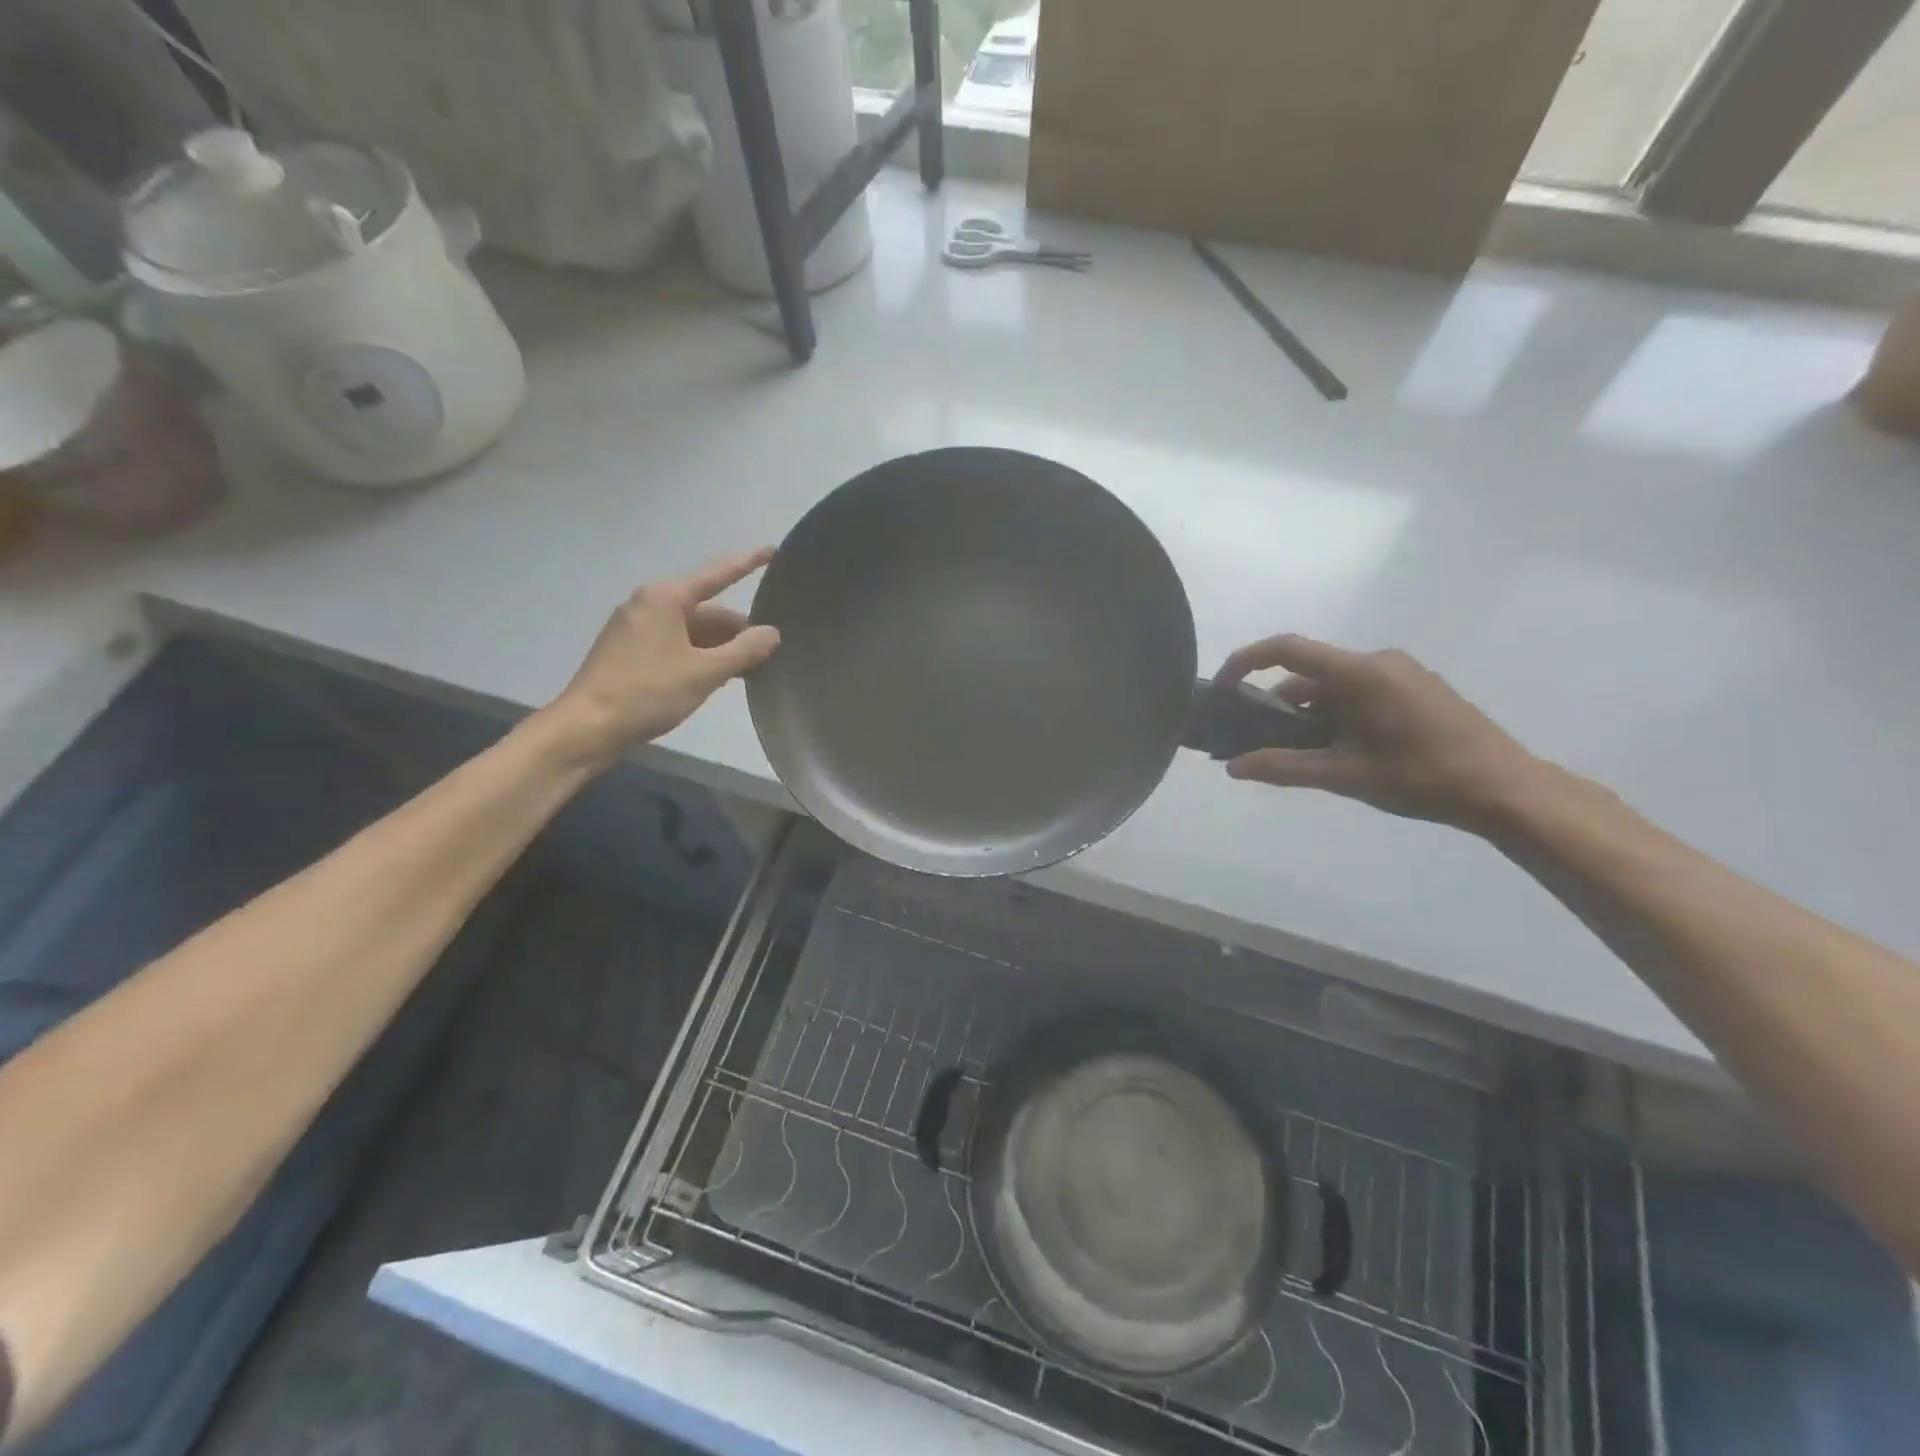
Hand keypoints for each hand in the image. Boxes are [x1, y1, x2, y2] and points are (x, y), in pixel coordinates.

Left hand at [545, 549, 781, 766]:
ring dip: (719, 644)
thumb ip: (743, 651)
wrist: (587, 728)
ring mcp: (635, 628)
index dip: (748, 562)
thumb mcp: (704, 673)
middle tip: (769, 646)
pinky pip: (675, 642)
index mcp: (665, 598)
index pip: (717, 573)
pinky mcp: (629, 651)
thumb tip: (772, 633)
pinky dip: (699, 654)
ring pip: (691, 628)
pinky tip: (717, 675)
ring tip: (750, 665)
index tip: (773, 551)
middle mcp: (648, 604)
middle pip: (705, 607)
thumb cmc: (647, 693)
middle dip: (736, 626)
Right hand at [1214, 635, 1542, 833]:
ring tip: (1302, 758)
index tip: (1221, 688)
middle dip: (1278, 707)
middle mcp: (1378, 662)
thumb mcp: (1344, 775)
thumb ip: (1283, 767)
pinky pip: (1357, 692)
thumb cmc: (1421, 778)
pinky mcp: (1414, 688)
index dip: (1245, 662)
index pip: (1287, 649)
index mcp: (1360, 673)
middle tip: (1259, 745)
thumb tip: (1233, 767)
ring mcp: (1400, 673)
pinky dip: (1335, 715)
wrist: (1506, 789)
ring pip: (1333, 687)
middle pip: (1308, 675)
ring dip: (1308, 716)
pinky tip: (1339, 751)